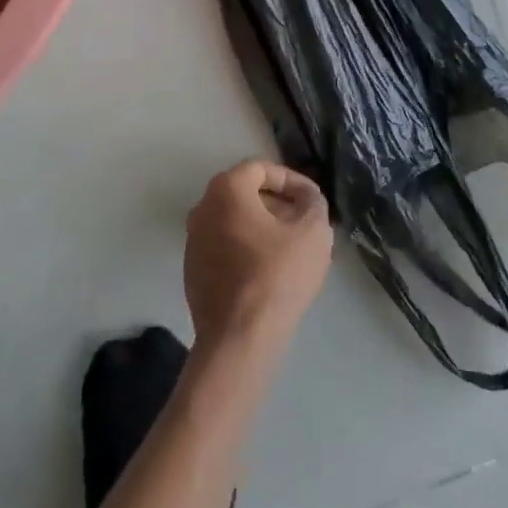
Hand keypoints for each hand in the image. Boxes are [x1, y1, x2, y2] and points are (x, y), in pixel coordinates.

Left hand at [184, 160, 332, 347]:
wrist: (239, 338)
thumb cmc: (277, 275)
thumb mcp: (312, 231)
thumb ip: (314, 202)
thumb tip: (307, 198)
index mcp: (226, 190)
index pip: (261, 169)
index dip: (292, 180)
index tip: (313, 200)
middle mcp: (202, 208)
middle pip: (245, 193)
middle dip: (278, 203)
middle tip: (305, 221)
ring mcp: (193, 241)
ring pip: (235, 221)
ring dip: (264, 226)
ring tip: (293, 246)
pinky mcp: (193, 271)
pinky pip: (226, 246)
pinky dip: (248, 248)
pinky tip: (271, 270)